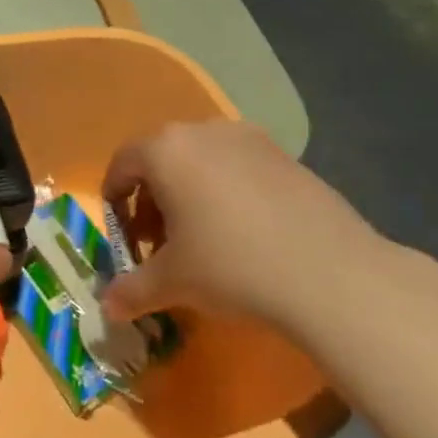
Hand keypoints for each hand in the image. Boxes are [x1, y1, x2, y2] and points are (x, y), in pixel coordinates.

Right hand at [100, 119, 401, 336]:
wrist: (329, 272)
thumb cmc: (231, 266)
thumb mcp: (172, 283)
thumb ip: (132, 291)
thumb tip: (108, 307)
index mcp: (166, 150)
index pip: (123, 164)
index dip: (114, 200)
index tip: (122, 236)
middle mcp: (204, 131)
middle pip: (162, 159)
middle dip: (152, 201)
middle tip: (158, 245)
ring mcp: (249, 138)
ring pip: (201, 161)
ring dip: (189, 195)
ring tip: (201, 241)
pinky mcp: (285, 155)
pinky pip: (238, 167)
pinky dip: (227, 192)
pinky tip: (244, 234)